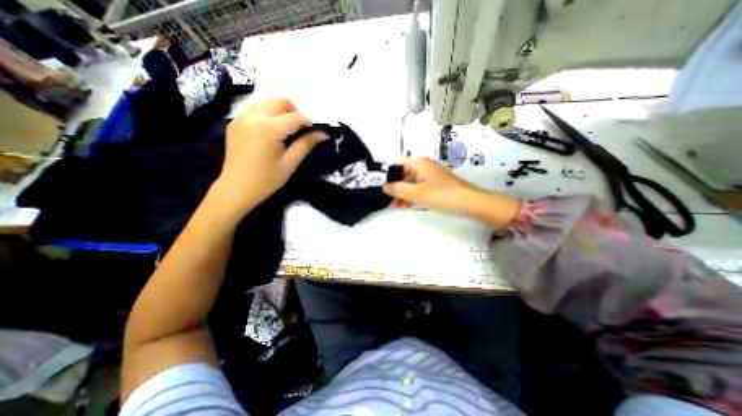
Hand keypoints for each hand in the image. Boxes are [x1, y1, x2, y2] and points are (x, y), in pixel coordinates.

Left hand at [214, 97, 330, 213]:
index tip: (316, 130)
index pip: (295, 117)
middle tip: (300, 128)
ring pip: (265, 102)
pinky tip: (270, 131)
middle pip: (278, 101)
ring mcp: (241, 119)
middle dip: (294, 111)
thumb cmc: (267, 180)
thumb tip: (323, 134)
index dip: (308, 122)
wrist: (236, 189)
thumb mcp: (290, 163)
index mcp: (268, 129)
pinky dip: (267, 114)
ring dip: (280, 110)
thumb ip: (306, 144)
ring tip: (286, 128)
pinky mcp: (234, 123)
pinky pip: (254, 110)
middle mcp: (253, 117)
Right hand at [383, 158, 520, 229]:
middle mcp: (423, 166)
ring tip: (394, 207)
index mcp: (418, 163)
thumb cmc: (441, 195)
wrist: (470, 202)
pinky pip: (419, 188)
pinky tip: (405, 206)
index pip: (397, 164)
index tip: (380, 187)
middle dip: (394, 188)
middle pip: (403, 175)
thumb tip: (384, 186)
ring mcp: (430, 176)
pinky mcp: (435, 185)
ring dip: (402, 194)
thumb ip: (398, 189)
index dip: (387, 174)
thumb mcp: (416, 193)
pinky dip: (411, 196)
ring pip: (410, 183)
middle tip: (386, 201)